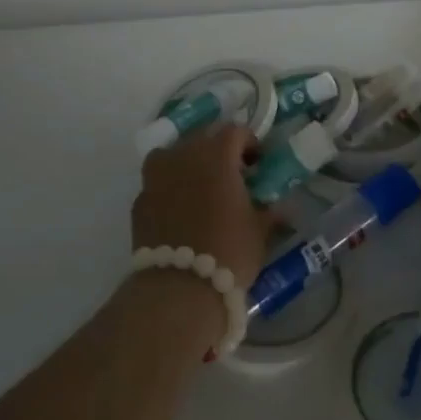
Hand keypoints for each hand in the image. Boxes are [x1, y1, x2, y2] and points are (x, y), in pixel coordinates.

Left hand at [132, 124, 278, 283]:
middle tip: (230, 175)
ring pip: (172, 155)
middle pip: (202, 138)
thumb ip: (269, 212)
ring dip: (187, 163)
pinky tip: (177, 211)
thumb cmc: (229, 252)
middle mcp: (183, 156)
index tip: (256, 163)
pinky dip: (168, 188)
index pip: (235, 131)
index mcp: (217, 155)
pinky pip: (156, 183)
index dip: (248, 143)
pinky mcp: (139, 201)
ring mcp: (156, 177)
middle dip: (217, 151)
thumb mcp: (259, 232)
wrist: (179, 288)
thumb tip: (282, 208)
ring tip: (198, 187)